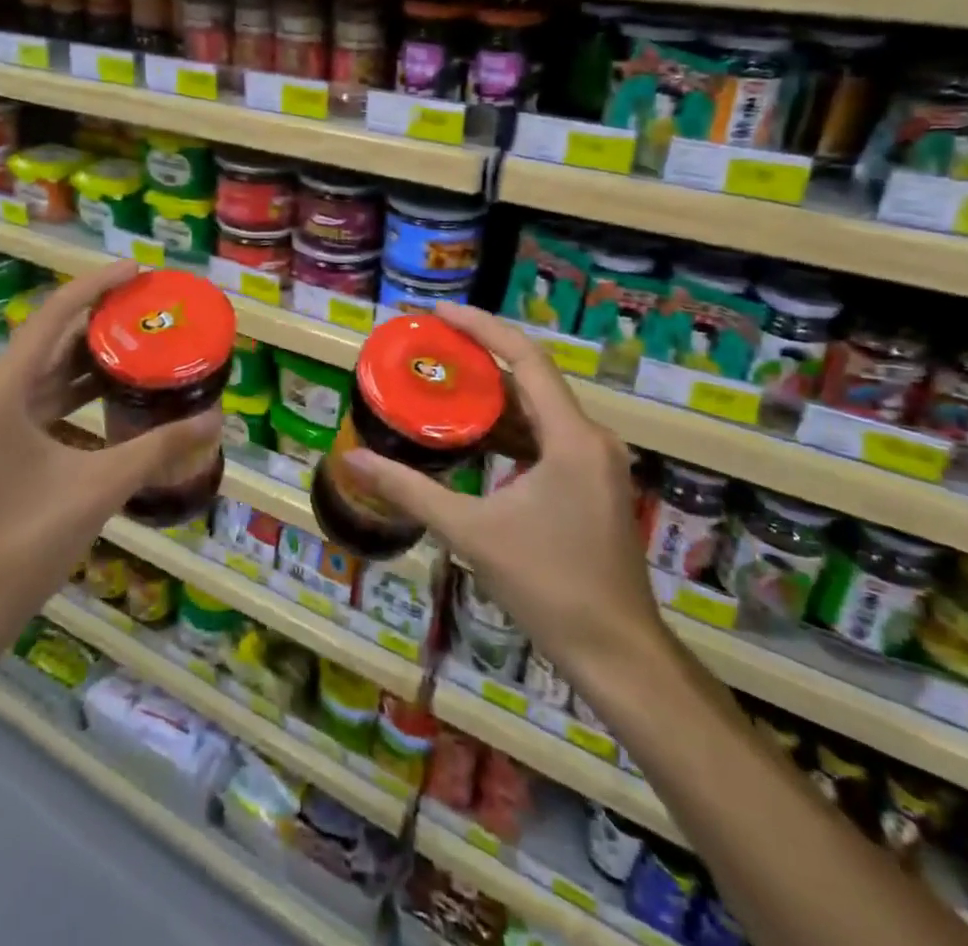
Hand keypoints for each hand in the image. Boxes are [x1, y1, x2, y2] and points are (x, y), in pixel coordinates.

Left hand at [0, 260, 220, 630]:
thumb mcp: (100, 487)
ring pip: (44, 371)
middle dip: (99, 321)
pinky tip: (114, 393)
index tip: (138, 270)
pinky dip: (76, 391)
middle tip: (149, 308)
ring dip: (88, 357)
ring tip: (140, 341)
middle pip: (49, 340)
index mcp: (2, 391)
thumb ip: (159, 448)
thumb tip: (216, 420)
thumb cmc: (27, 541)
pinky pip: (40, 399)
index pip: (53, 317)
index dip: (96, 287)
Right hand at [337, 302, 664, 693]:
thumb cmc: (547, 586)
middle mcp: (590, 438)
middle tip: (428, 348)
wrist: (617, 654)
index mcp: (571, 437)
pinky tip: (472, 435)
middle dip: (479, 358)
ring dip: (492, 395)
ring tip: (440, 383)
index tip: (437, 314)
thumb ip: (409, 490)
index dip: (481, 327)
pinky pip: (545, 436)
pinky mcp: (591, 484)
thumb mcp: (470, 532)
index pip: (526, 357)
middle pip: (531, 377)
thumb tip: (351, 459)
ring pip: (538, 409)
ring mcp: (595, 462)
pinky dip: (508, 428)